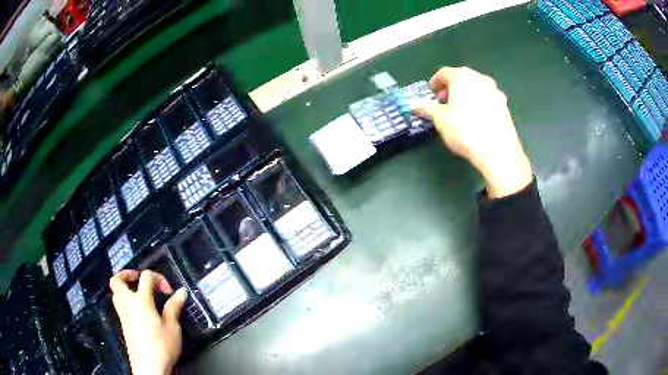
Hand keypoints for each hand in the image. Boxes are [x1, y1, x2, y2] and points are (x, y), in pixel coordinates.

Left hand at [110, 270, 187, 374]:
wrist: (149, 368)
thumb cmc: (162, 347)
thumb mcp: (173, 328)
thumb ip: (174, 307)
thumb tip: (181, 292)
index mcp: (141, 302)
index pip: (145, 277)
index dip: (158, 278)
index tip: (169, 291)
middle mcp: (128, 305)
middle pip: (117, 280)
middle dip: (127, 274)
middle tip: (140, 280)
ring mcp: (123, 315)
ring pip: (115, 293)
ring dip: (125, 288)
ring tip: (139, 295)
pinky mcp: (124, 325)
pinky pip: (119, 305)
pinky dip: (126, 301)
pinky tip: (140, 312)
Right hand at [413, 66, 532, 197]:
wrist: (497, 150)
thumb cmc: (464, 130)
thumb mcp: (440, 119)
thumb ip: (426, 108)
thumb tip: (413, 105)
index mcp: (462, 77)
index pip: (444, 73)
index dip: (435, 82)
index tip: (431, 92)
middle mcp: (480, 78)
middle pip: (462, 78)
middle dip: (451, 88)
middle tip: (444, 102)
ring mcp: (495, 91)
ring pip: (476, 88)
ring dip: (466, 95)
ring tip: (460, 111)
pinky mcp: (505, 105)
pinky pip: (487, 99)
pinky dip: (479, 103)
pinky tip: (476, 119)